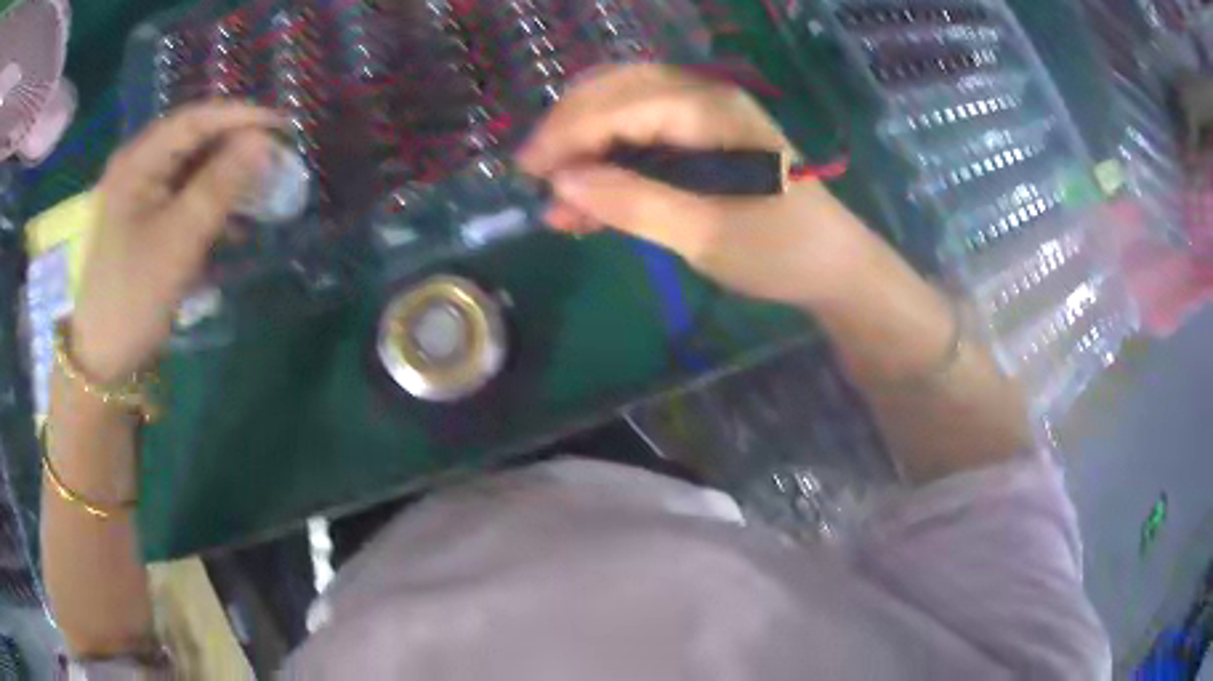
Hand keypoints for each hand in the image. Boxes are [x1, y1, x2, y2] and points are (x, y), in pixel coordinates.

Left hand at [71, 102, 281, 381]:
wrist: (103, 361)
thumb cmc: (133, 298)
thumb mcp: (178, 241)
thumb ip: (220, 186)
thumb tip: (263, 143)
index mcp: (136, 162)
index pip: (195, 120)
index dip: (241, 117)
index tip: (284, 127)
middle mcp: (136, 167)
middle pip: (192, 141)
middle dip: (235, 147)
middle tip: (275, 160)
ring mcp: (137, 195)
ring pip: (189, 169)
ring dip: (225, 177)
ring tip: (260, 190)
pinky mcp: (142, 222)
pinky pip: (181, 198)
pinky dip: (209, 204)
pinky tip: (232, 222)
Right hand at [517, 64, 878, 307]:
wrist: (833, 267)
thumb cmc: (781, 250)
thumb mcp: (706, 234)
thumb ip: (633, 203)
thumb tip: (562, 183)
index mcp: (711, 111)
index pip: (621, 104)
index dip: (568, 133)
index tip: (527, 172)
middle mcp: (703, 99)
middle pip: (616, 90)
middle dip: (569, 128)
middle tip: (534, 174)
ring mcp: (702, 117)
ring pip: (623, 111)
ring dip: (585, 146)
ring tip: (557, 199)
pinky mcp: (701, 141)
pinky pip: (641, 137)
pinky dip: (610, 163)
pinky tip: (588, 200)